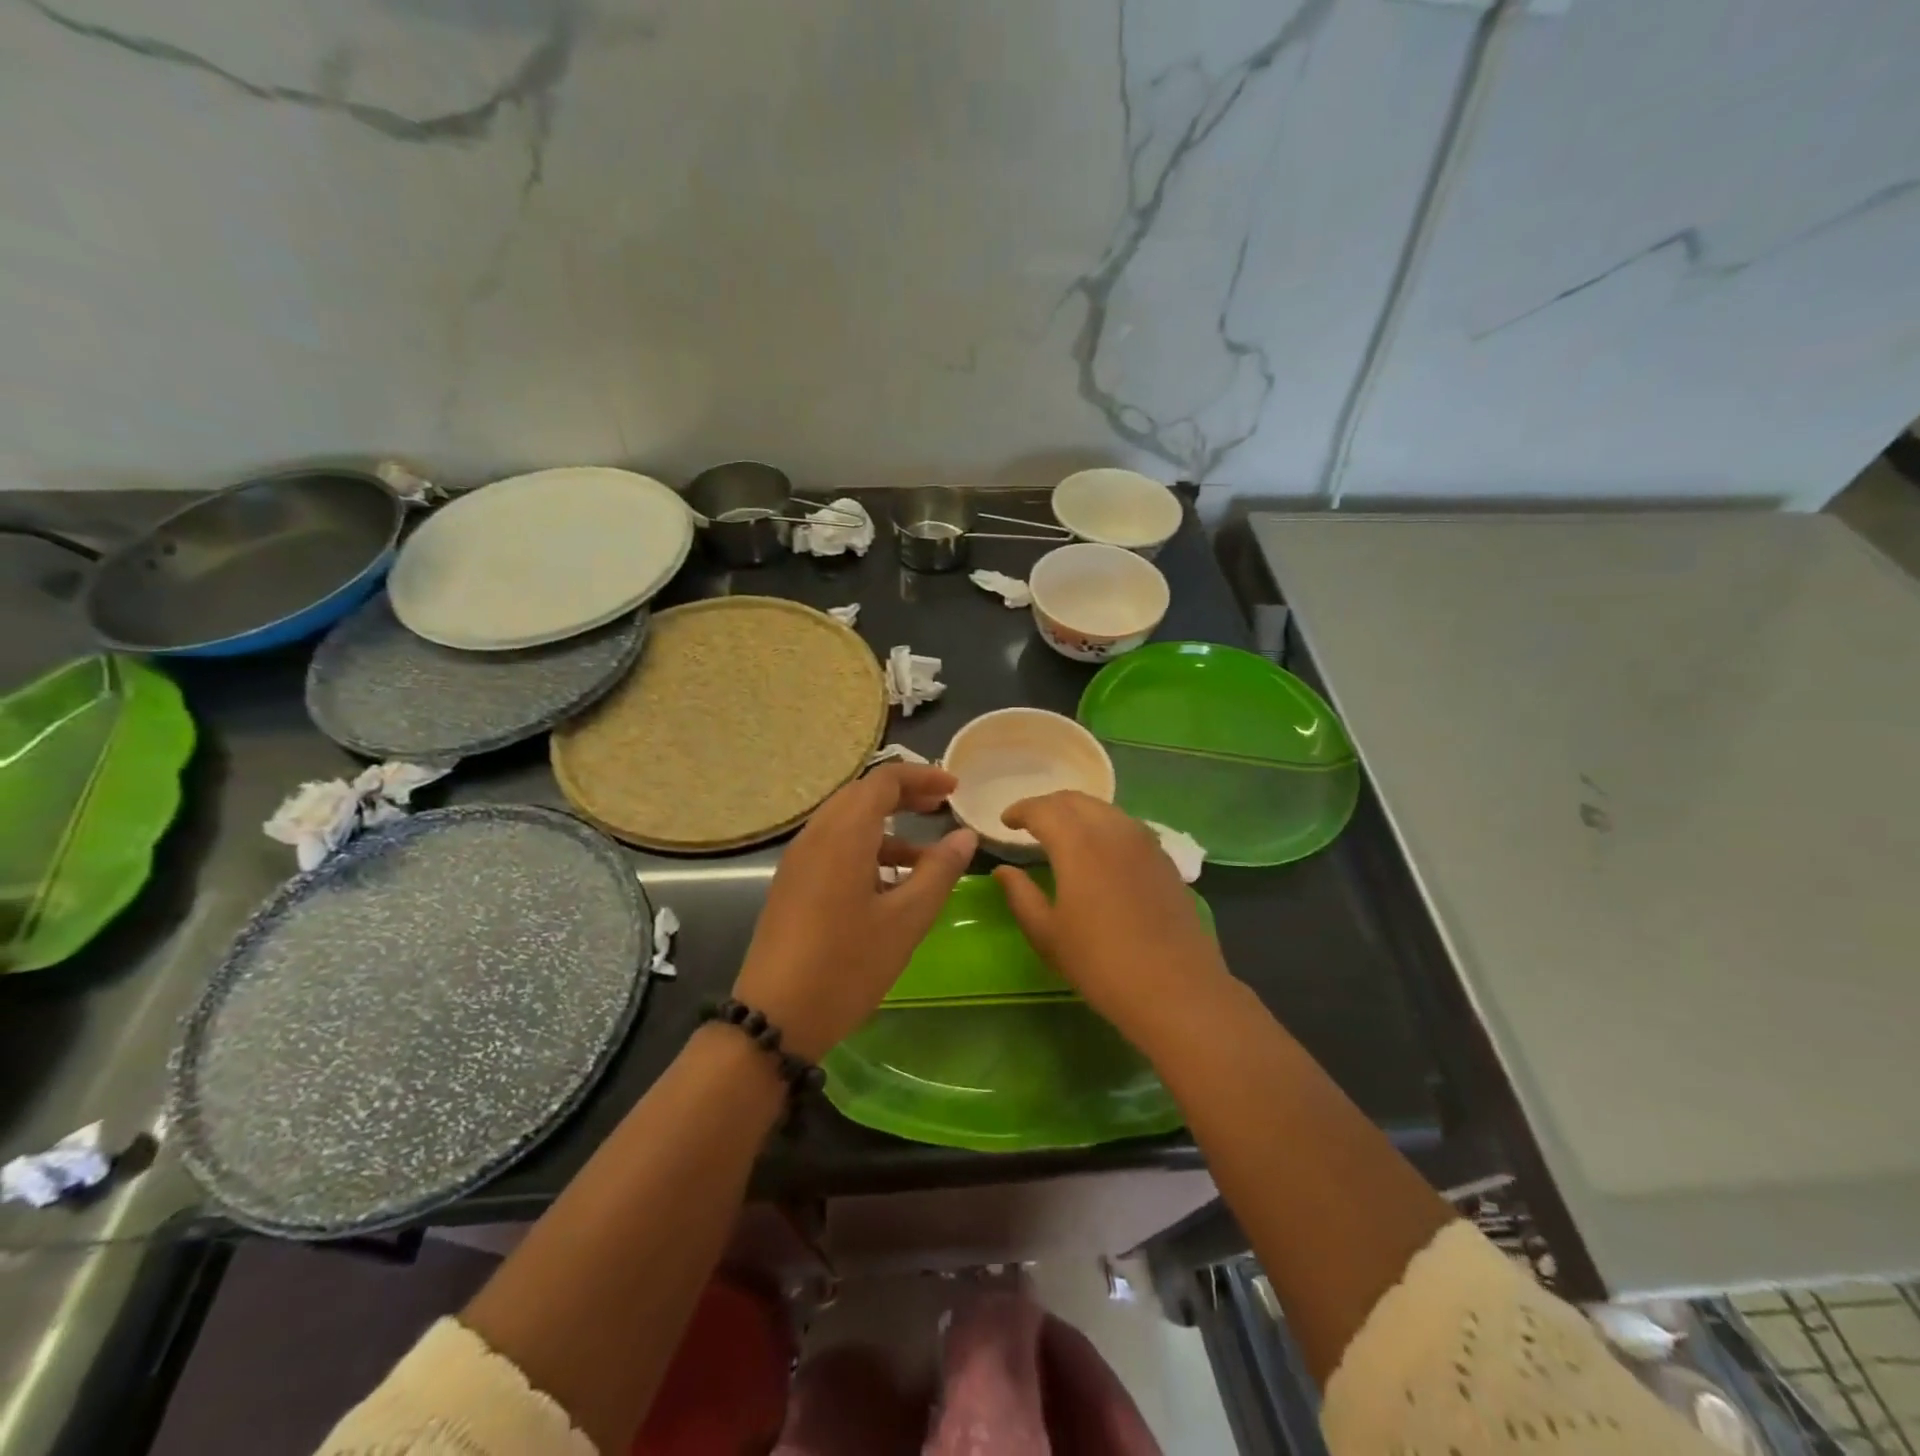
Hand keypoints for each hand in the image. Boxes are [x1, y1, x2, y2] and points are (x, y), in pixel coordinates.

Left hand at [733, 764, 976, 1059]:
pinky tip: (889, 886)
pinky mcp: (792, 885)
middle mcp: (816, 836)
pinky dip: (866, 850)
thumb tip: (964, 835)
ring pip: (846, 823)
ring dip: (886, 827)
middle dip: (903, 796)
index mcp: (843, 834)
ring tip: (924, 856)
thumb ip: (939, 871)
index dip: (921, 777)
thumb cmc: (847, 965)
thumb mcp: (906, 919)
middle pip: (861, 796)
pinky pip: (833, 848)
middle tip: (940, 808)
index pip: (883, 780)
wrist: (775, 1018)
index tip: (954, 789)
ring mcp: (798, 861)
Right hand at [992, 792, 1229, 1037]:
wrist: (1176, 989)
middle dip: (1048, 806)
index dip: (1020, 810)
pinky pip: (1126, 827)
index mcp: (1078, 843)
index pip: (1043, 809)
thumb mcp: (1047, 934)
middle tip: (1030, 823)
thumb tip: (1003, 870)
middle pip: (1075, 800)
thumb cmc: (1100, 963)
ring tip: (1062, 834)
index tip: (1006, 822)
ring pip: (1104, 810)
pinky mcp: (1164, 859)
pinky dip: (1103, 827)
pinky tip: (1099, 851)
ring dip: (1078, 813)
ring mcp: (1145, 842)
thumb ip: (1020, 895)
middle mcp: (1113, 830)